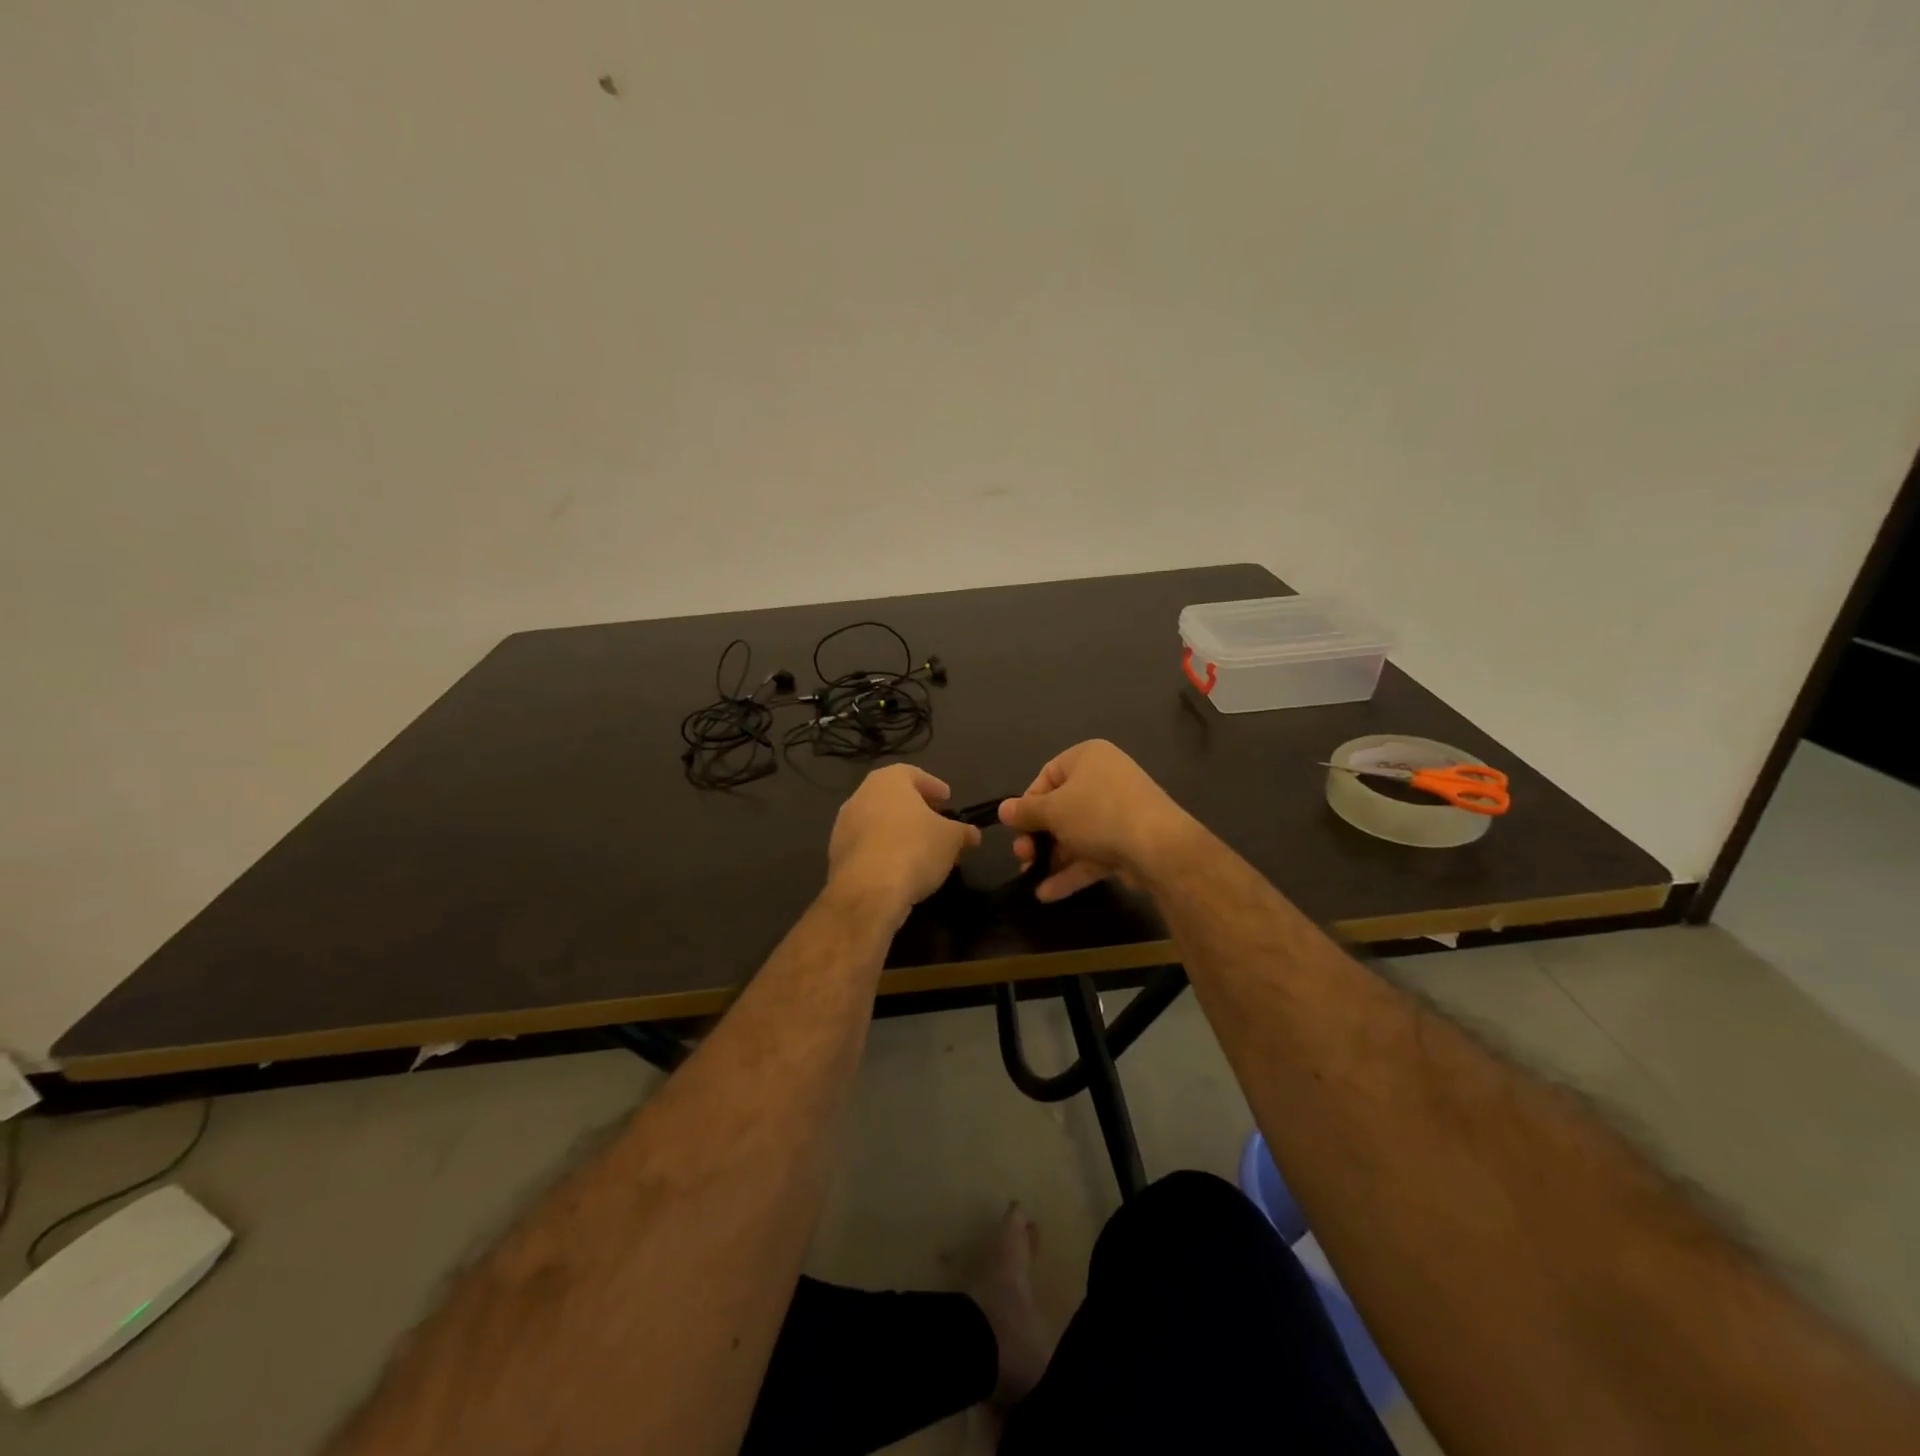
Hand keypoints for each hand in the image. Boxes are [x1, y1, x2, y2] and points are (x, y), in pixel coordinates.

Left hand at [827, 764, 980, 923]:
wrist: (868, 891)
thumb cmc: (914, 849)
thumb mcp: (951, 839)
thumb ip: (963, 832)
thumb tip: (972, 834)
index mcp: (888, 781)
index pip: (913, 774)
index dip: (933, 786)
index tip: (947, 799)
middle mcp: (861, 796)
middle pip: (894, 798)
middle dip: (916, 810)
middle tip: (937, 824)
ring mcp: (843, 825)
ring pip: (879, 822)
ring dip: (899, 832)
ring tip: (922, 851)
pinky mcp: (837, 854)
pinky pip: (868, 845)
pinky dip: (884, 850)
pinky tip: (900, 868)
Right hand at [999, 740, 1198, 901]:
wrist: (1159, 847)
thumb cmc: (1097, 814)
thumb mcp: (1053, 810)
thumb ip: (1026, 811)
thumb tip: (1004, 810)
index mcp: (1088, 758)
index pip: (1047, 775)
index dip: (1028, 802)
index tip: (1017, 826)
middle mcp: (1104, 780)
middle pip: (1060, 808)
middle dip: (1037, 835)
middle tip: (1022, 855)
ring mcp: (1118, 813)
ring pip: (1076, 834)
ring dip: (1051, 856)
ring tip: (1030, 877)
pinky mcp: (1127, 843)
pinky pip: (1092, 854)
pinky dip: (1071, 871)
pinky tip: (1047, 894)